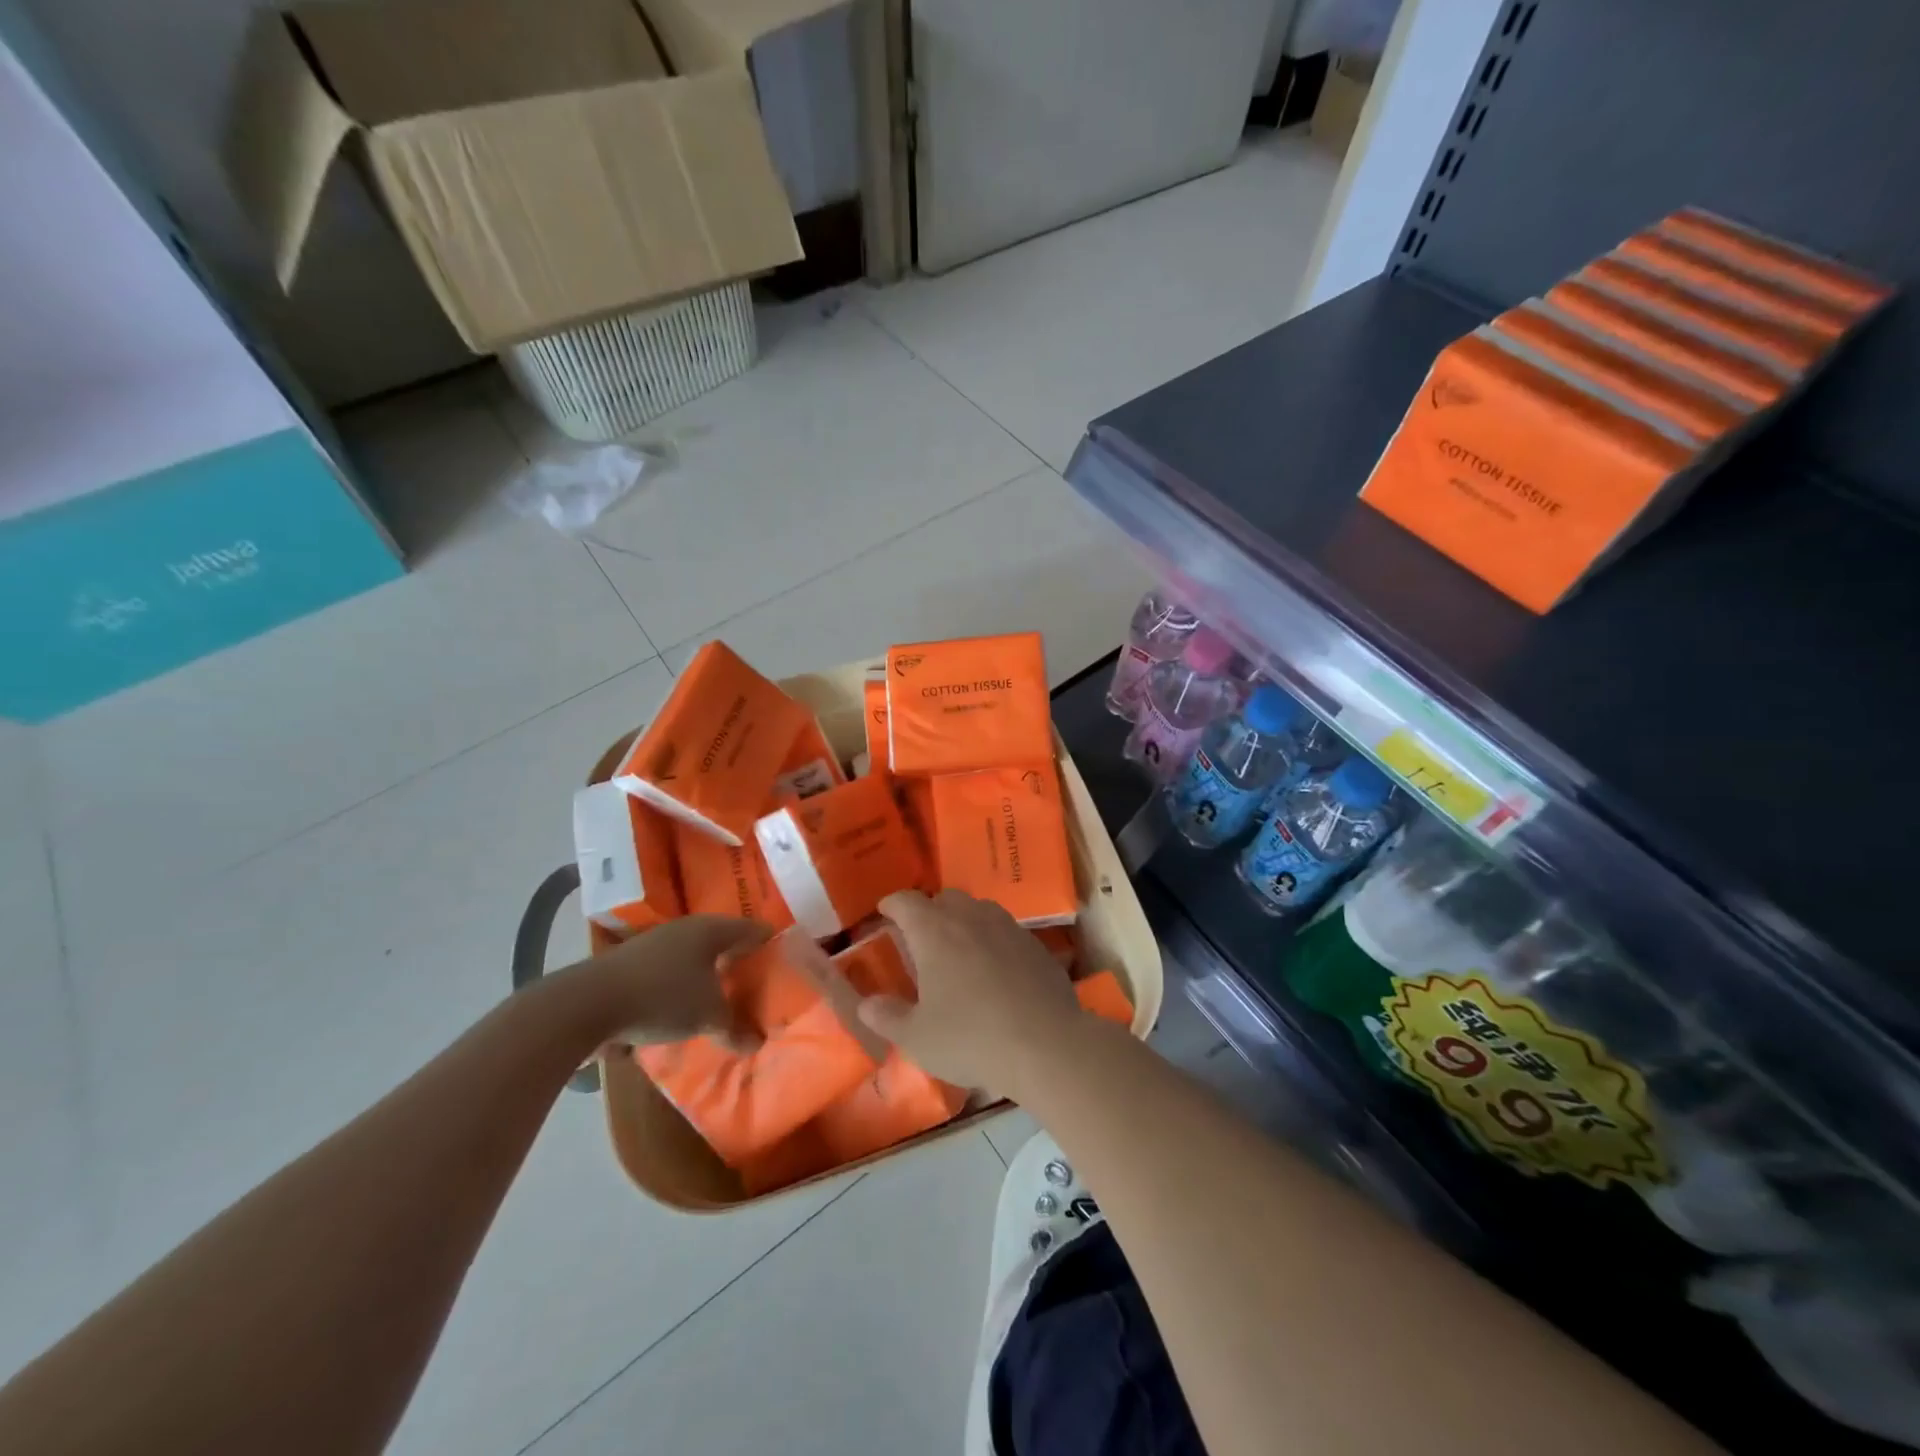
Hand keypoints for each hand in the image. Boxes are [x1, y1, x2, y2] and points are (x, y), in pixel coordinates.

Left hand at [577, 915, 771, 1050]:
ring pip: (693, 955)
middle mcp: (685, 929)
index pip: (751, 929)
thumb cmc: (662, 997)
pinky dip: (683, 984)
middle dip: (738, 958)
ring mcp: (654, 944)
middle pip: (722, 940)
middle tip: (758, 978)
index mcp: (710, 929)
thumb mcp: (707, 1017)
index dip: (770, 941)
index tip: (785, 954)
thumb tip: (757, 1043)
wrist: (586, 1004)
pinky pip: (670, 971)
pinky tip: (685, 1007)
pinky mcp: (630, 965)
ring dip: (708, 973)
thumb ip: (734, 1028)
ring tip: (723, 995)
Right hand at [858, 890, 1081, 1094]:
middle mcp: (971, 917)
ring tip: (958, 949)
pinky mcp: (1037, 946)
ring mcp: (1008, 928)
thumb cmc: (970, 1039)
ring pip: (980, 910)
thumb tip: (866, 1003)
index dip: (892, 904)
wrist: (1045, 1045)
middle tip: (921, 937)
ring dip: (964, 921)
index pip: (906, 901)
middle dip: (930, 911)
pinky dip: (993, 941)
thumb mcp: (917, 1037)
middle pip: (946, 898)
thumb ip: (888, 1016)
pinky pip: (1007, 932)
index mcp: (935, 931)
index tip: (884, 912)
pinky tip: (995, 970)